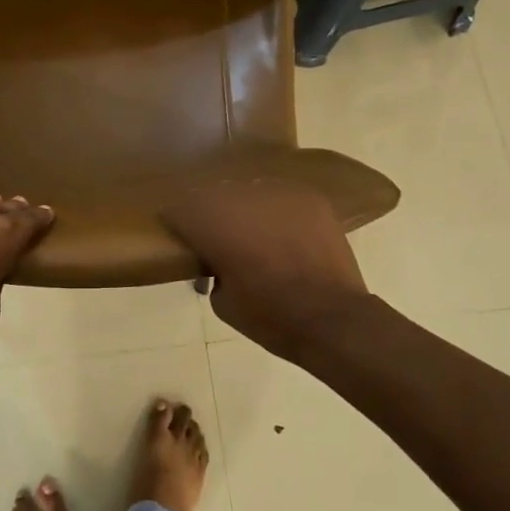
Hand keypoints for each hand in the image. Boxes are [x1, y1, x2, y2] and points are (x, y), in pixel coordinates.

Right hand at [162, 181, 370, 358]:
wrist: (333, 319)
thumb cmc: (271, 318)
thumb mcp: (223, 303)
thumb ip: (212, 271)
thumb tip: (216, 262)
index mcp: (213, 226)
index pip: (178, 208)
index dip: (176, 221)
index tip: (180, 234)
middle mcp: (241, 201)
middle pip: (212, 195)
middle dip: (211, 214)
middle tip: (218, 237)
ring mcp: (277, 194)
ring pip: (247, 191)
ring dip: (244, 209)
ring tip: (255, 232)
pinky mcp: (308, 198)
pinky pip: (281, 195)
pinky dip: (276, 211)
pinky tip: (283, 231)